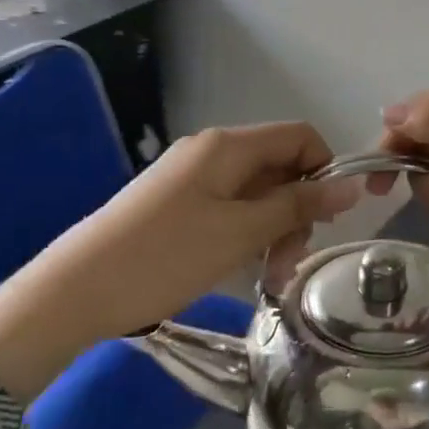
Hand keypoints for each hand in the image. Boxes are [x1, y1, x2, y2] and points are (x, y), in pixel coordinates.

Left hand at [0, 123, 359, 402]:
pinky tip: (244, 270)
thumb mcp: (241, 232)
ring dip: (274, 230)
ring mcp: (190, 179)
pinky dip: (246, 235)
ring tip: (270, 277)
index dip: (325, 170)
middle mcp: (211, 152)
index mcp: (228, 146)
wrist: (75, 291)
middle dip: (297, 210)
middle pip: (278, 166)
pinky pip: (228, 210)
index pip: (300, 136)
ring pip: (255, 193)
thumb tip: (352, 185)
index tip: (328, 218)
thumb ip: (297, 206)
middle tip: (291, 261)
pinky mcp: (176, 205)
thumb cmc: (166, 257)